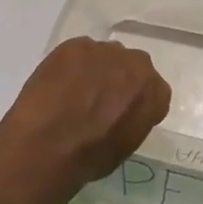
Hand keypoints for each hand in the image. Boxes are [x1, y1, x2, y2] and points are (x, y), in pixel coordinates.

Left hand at [0, 38, 170, 202]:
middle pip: (132, 66)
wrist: (47, 147)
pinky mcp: (75, 46)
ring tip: (72, 92)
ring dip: (95, 70)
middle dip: (118, 79)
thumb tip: (121, 113)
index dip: (135, 101)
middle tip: (98, 100)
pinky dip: (70, 66)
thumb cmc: (90, 157)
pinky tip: (57, 85)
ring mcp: (105, 51)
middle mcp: (137, 65)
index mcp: (155, 93)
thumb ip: (133, 119)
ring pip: (104, 56)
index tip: (120, 113)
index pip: (153, 90)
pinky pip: (78, 52)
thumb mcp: (126, 146)